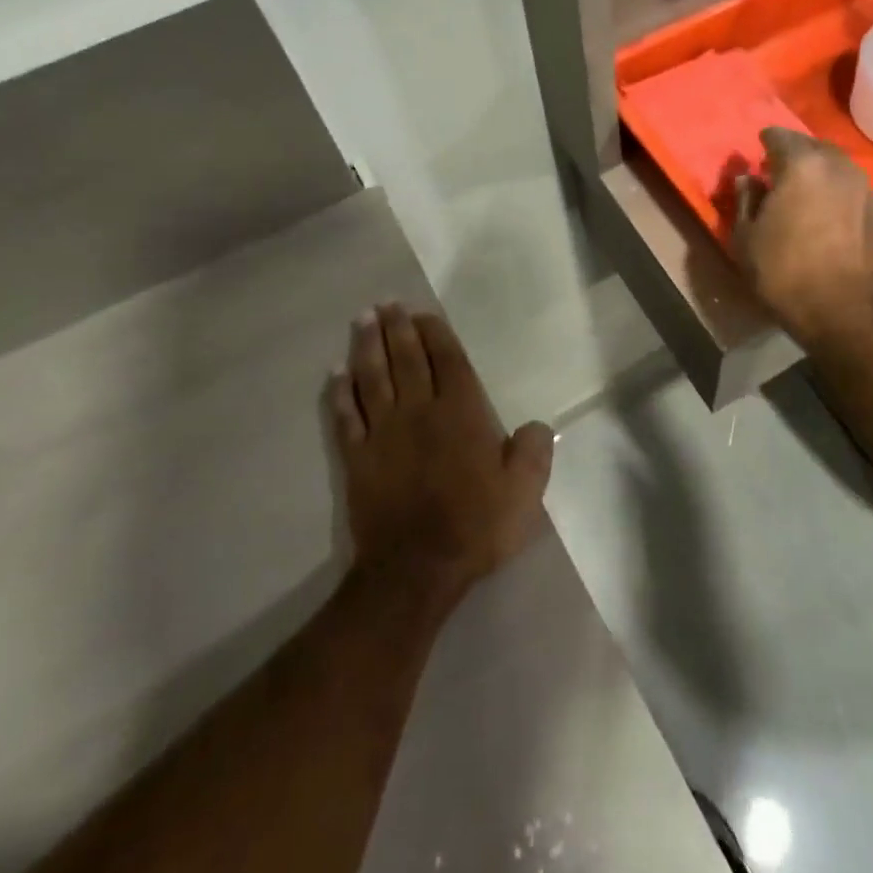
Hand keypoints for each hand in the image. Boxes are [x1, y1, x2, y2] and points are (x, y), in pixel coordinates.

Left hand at [328, 305, 552, 604]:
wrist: (416, 568)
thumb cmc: (475, 526)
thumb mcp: (523, 492)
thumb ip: (532, 452)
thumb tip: (536, 426)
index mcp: (461, 413)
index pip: (447, 360)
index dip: (434, 334)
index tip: (422, 313)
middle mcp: (420, 411)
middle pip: (405, 360)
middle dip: (396, 328)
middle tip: (385, 304)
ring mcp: (384, 433)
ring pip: (372, 378)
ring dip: (366, 347)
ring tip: (362, 320)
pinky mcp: (358, 457)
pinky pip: (346, 416)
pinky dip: (340, 392)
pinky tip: (336, 374)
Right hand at [734, 128, 872, 348]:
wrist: (845, 313)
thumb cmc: (785, 273)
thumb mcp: (746, 238)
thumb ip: (745, 200)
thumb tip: (748, 178)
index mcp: (802, 164)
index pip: (779, 136)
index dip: (765, 143)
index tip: (756, 155)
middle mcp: (838, 166)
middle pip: (811, 146)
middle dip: (793, 153)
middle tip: (775, 172)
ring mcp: (863, 187)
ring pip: (834, 165)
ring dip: (816, 172)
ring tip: (799, 192)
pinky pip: (848, 187)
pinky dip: (833, 191)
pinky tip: (822, 212)